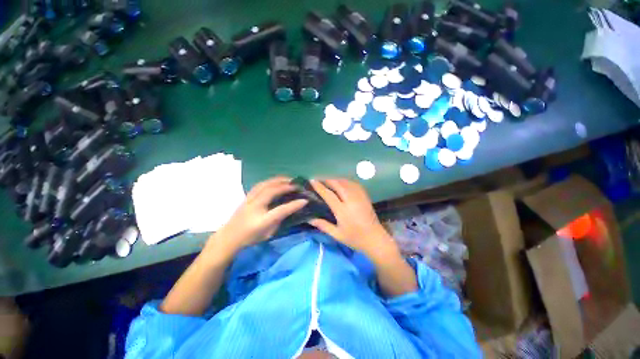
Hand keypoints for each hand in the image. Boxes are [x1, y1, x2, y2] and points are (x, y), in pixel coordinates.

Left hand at [207, 177, 307, 253]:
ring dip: (278, 180)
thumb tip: (290, 208)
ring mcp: (249, 200)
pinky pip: (260, 185)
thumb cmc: (250, 238)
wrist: (228, 237)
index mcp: (262, 220)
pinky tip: (276, 181)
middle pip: (272, 191)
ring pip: (265, 184)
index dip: (294, 205)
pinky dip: (270, 181)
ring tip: (288, 179)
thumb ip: (279, 220)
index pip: (281, 210)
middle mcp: (255, 207)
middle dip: (286, 186)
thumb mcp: (268, 233)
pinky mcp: (247, 196)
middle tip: (297, 184)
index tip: (305, 200)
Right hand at [308, 179, 398, 260]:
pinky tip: (342, 183)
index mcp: (342, 210)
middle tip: (319, 179)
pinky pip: (354, 184)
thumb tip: (309, 219)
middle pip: (338, 184)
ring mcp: (359, 197)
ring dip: (336, 179)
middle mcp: (351, 200)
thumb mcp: (337, 234)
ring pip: (346, 182)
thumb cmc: (355, 238)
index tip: (312, 181)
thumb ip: (323, 225)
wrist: (375, 239)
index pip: (329, 195)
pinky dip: (346, 181)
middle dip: (327, 180)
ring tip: (329, 180)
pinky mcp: (365, 197)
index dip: (320, 187)